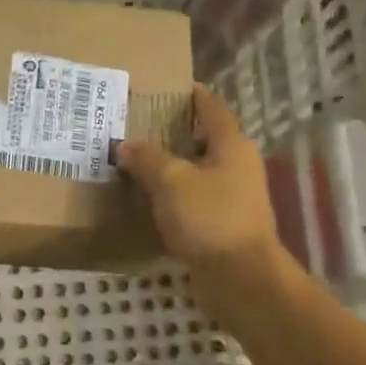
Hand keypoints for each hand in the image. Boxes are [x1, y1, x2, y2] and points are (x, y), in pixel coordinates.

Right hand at [117, 85, 281, 287]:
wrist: (239, 276)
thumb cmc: (209, 217)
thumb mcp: (171, 181)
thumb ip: (147, 159)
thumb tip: (125, 145)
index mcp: (231, 145)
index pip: (212, 109)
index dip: (193, 96)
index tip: (171, 87)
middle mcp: (237, 166)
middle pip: (206, 141)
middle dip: (176, 134)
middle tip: (141, 128)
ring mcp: (234, 198)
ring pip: (199, 174)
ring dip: (174, 169)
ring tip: (139, 165)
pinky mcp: (224, 226)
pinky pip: (195, 202)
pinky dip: (176, 199)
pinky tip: (151, 203)